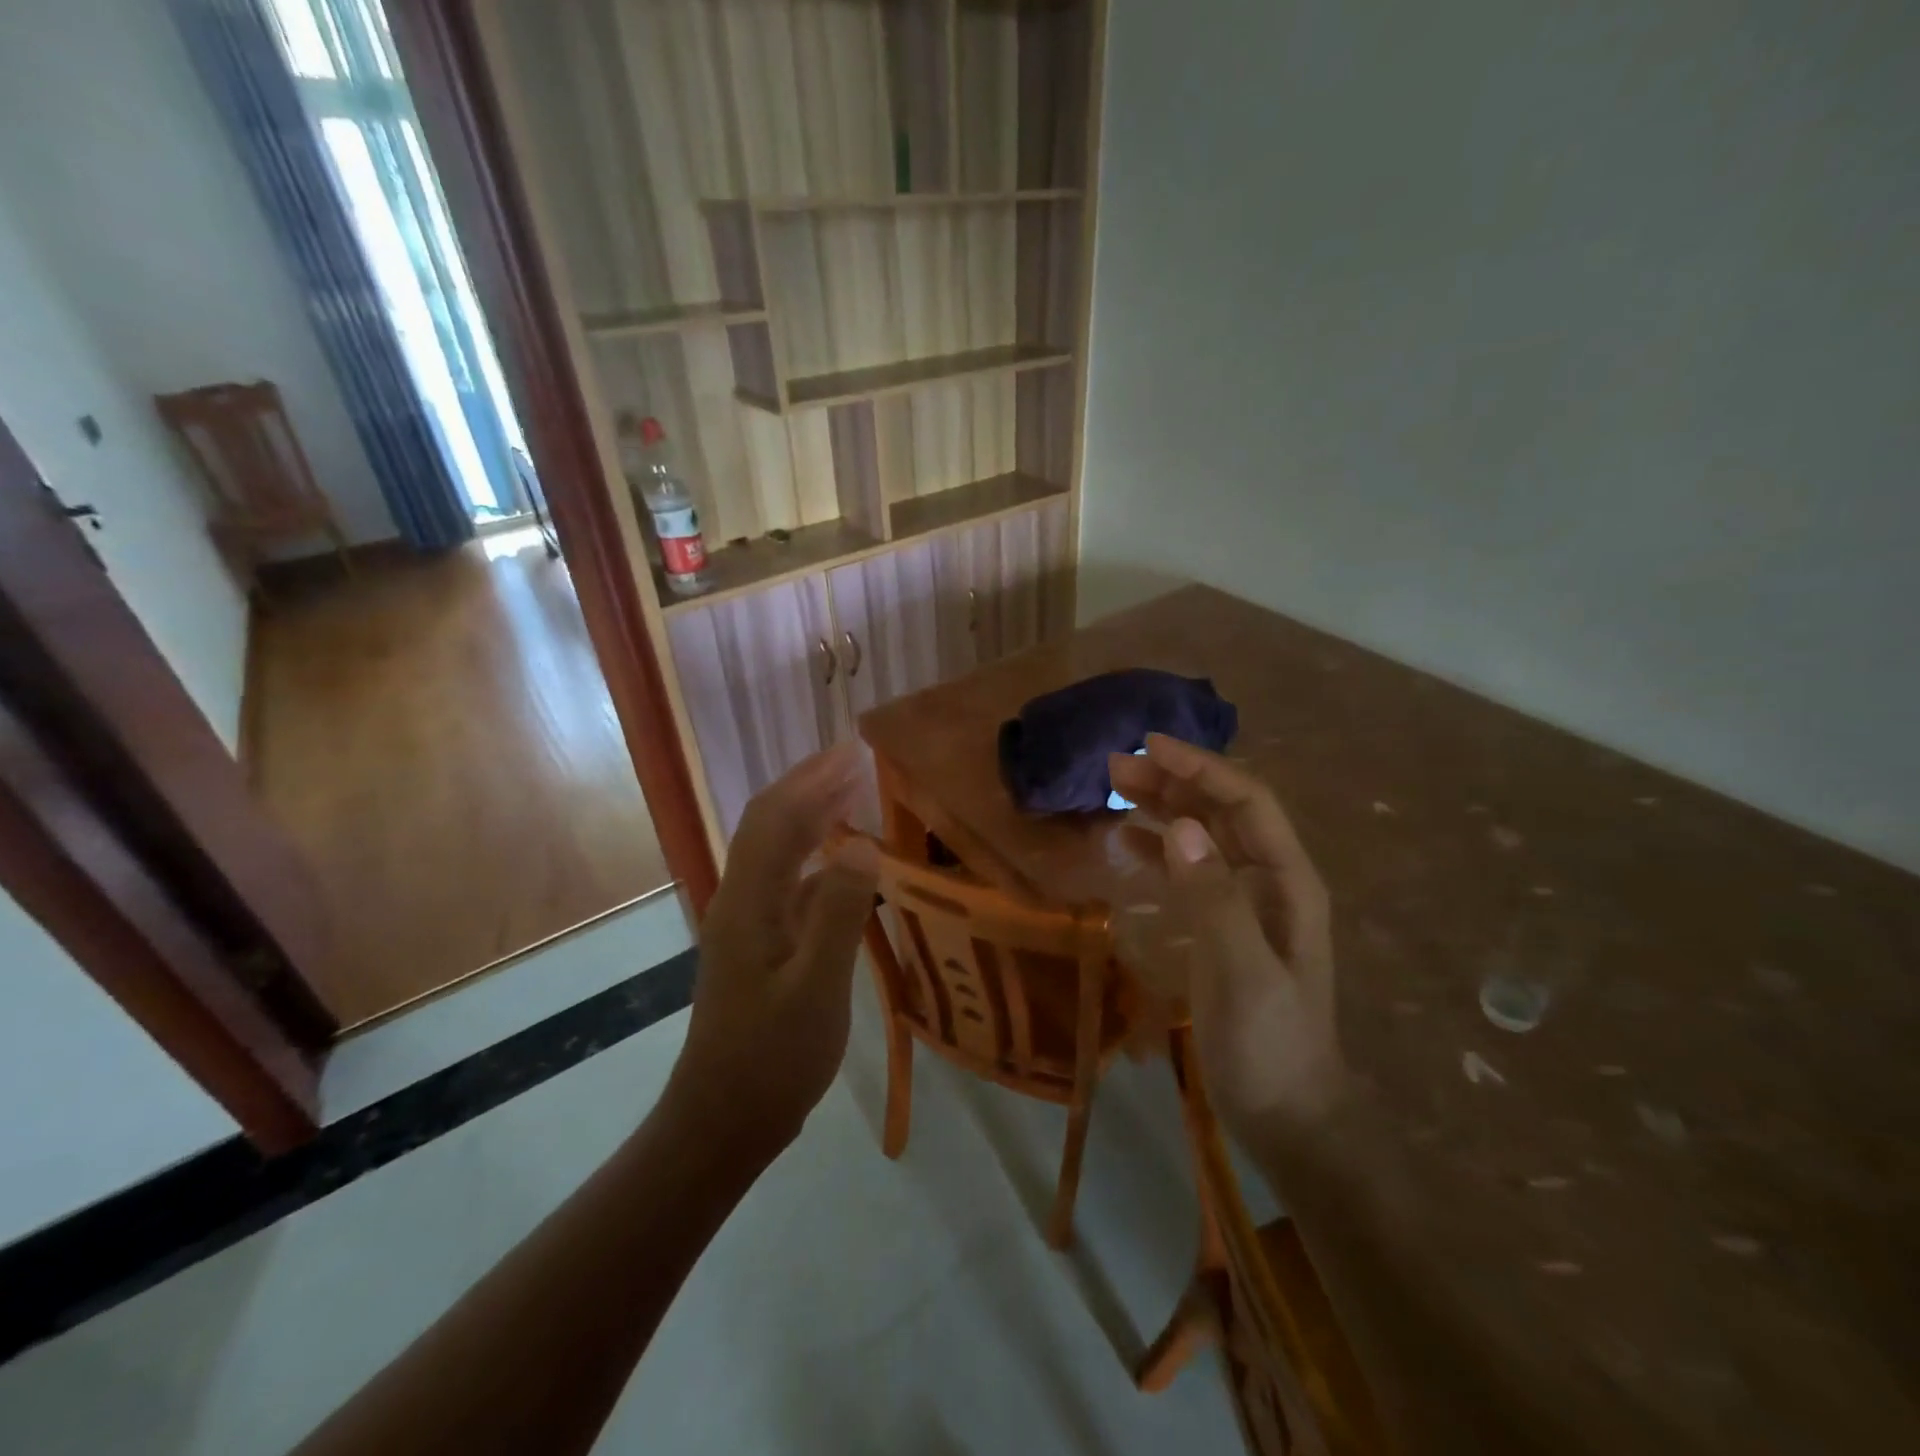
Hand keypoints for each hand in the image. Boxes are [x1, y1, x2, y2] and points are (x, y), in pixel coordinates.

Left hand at [667, 744, 879, 1154]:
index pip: (776, 818)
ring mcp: (749, 923)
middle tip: (859, 762)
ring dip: (814, 817)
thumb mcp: (815, 989)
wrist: (723, 1121)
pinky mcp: (761, 945)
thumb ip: (838, 913)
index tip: (854, 752)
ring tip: (856, 795)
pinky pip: (791, 884)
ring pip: (779, 852)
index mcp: (748, 901)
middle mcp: (742, 900)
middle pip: (771, 825)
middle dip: (811, 786)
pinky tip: (848, 863)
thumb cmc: (772, 1059)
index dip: (812, 779)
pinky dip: (819, 859)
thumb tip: (863, 842)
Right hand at [1109, 735, 1347, 1138]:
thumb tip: (1179, 827)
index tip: (1150, 746)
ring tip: (1115, 788)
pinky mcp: (1220, 926)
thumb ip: (1214, 897)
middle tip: (1115, 766)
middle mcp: (1269, 881)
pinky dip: (1159, 848)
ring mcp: (1245, 904)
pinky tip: (1127, 840)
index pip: (1246, 802)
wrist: (1285, 1114)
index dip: (1201, 768)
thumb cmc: (1269, 1044)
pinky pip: (1188, 871)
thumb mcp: (1242, 971)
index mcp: (1288, 882)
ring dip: (1164, 808)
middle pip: (1221, 812)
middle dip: (1174, 782)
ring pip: (1203, 837)